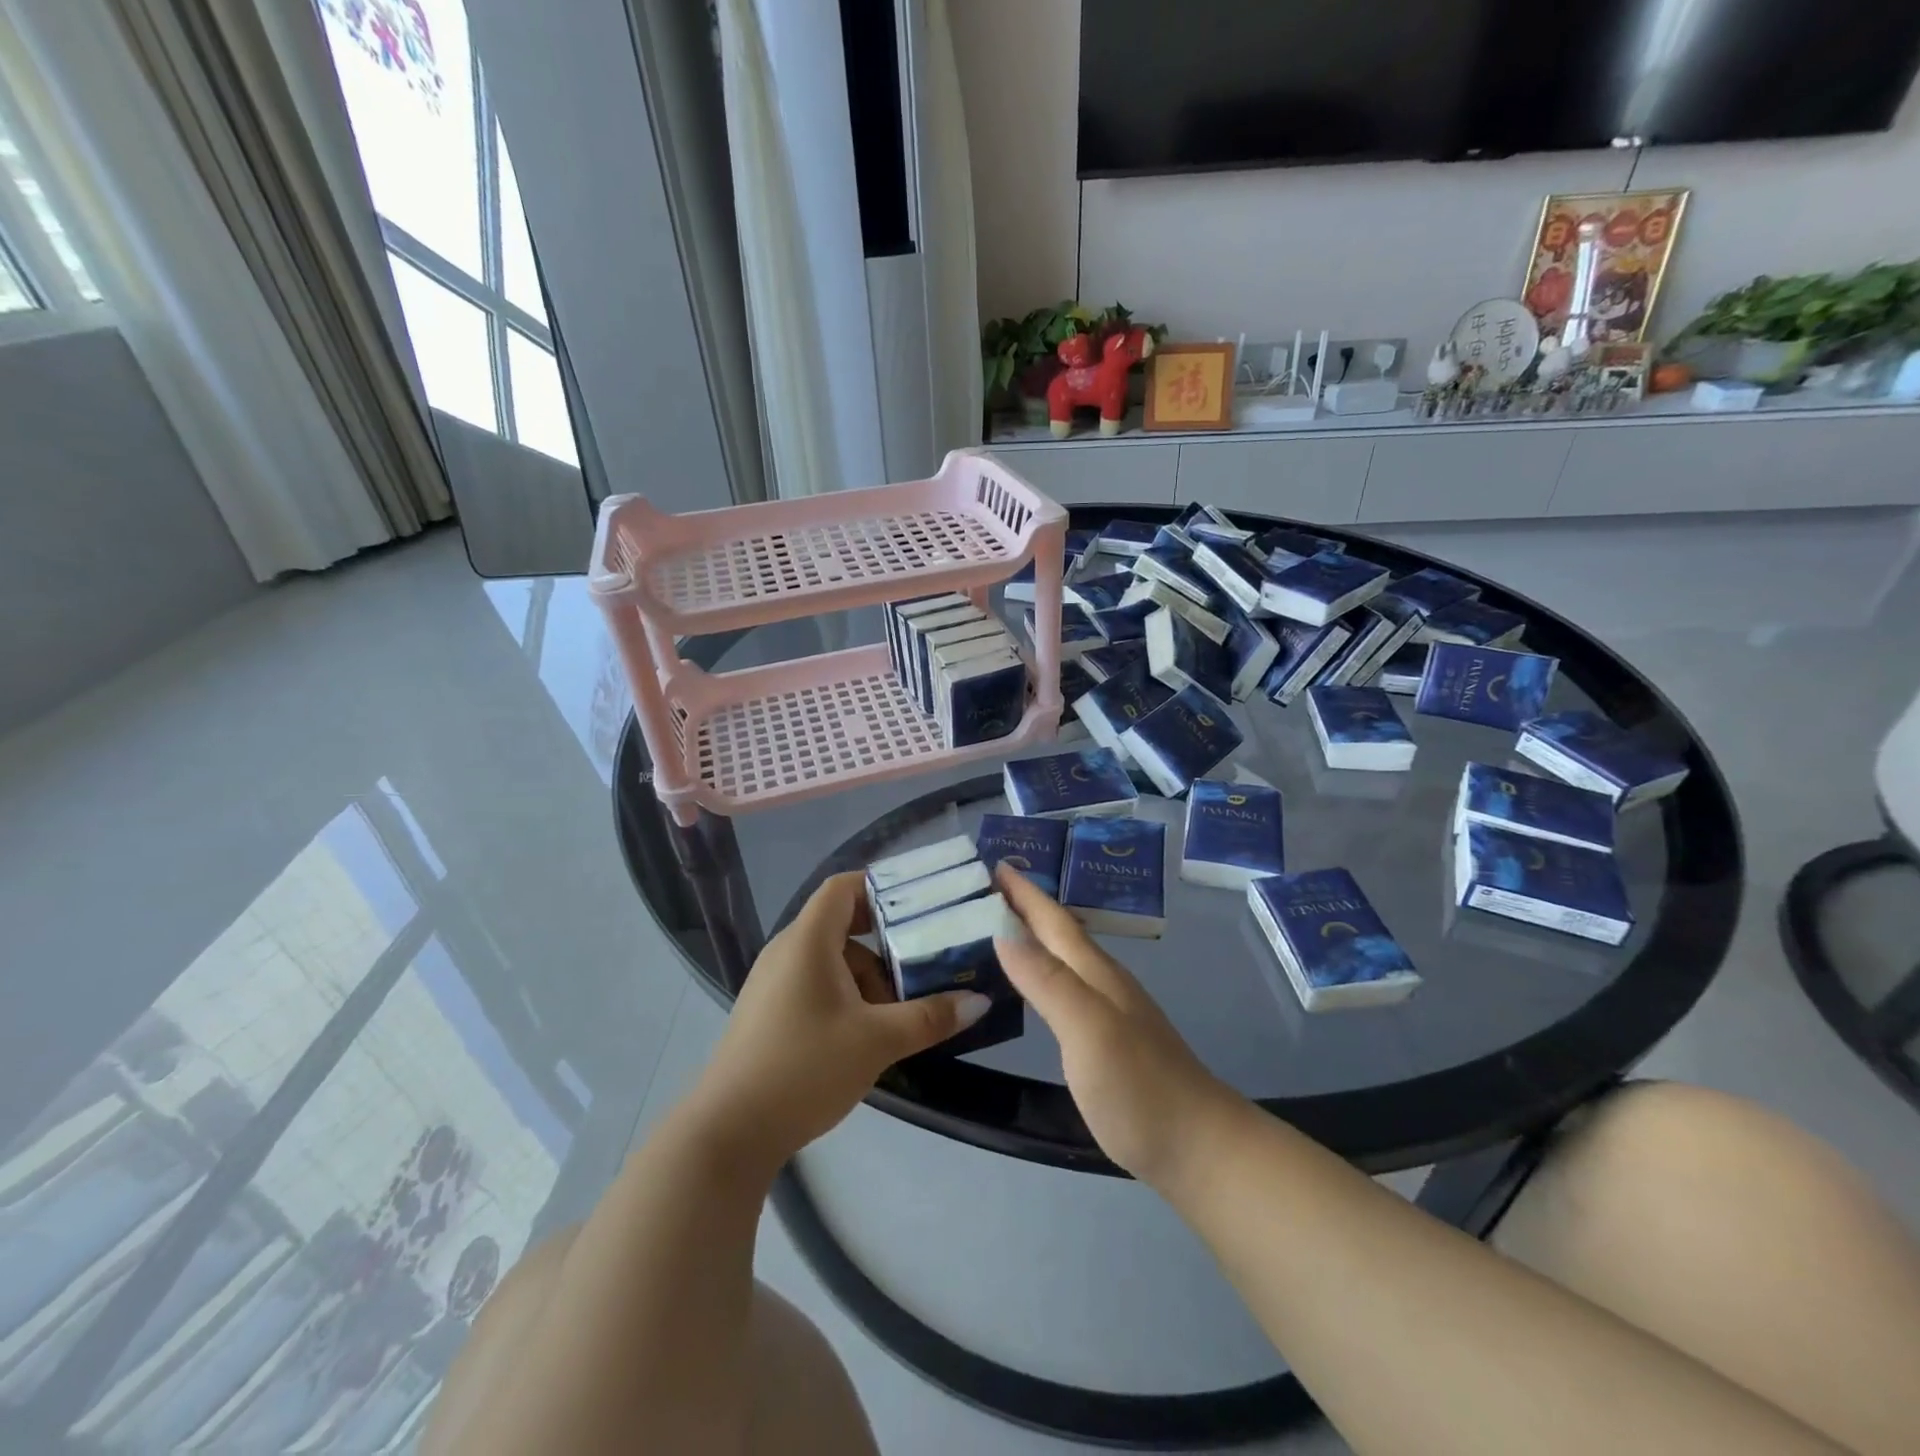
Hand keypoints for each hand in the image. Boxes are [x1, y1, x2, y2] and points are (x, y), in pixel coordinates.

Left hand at [692, 872, 992, 1171]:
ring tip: (900, 1012)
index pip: (843, 887)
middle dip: (885, 942)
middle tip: (924, 960)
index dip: (880, 886)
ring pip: (831, 960)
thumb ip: (929, 1017)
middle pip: (842, 925)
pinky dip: (846, 996)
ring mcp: (773, 983)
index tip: (919, 904)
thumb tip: (979, 1002)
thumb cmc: (804, 1068)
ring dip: (868, 977)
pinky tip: (867, 1033)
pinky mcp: (768, 1012)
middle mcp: (787, 951)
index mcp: (808, 940)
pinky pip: (815, 984)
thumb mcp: (877, 1041)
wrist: (728, 1132)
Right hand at [993, 864, 1237, 1187]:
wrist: (1198, 1147)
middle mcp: (1102, 982)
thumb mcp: (1088, 1029)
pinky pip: (1065, 986)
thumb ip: (1048, 981)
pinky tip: (1032, 984)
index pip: (1053, 920)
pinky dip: (1042, 971)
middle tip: (985, 888)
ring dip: (1033, 935)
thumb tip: (1003, 932)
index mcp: (1095, 973)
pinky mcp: (1108, 1039)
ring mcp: (1109, 1010)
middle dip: (1024, 906)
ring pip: (1063, 957)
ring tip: (999, 926)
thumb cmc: (1139, 1086)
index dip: (1024, 893)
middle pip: (1059, 933)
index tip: (994, 863)